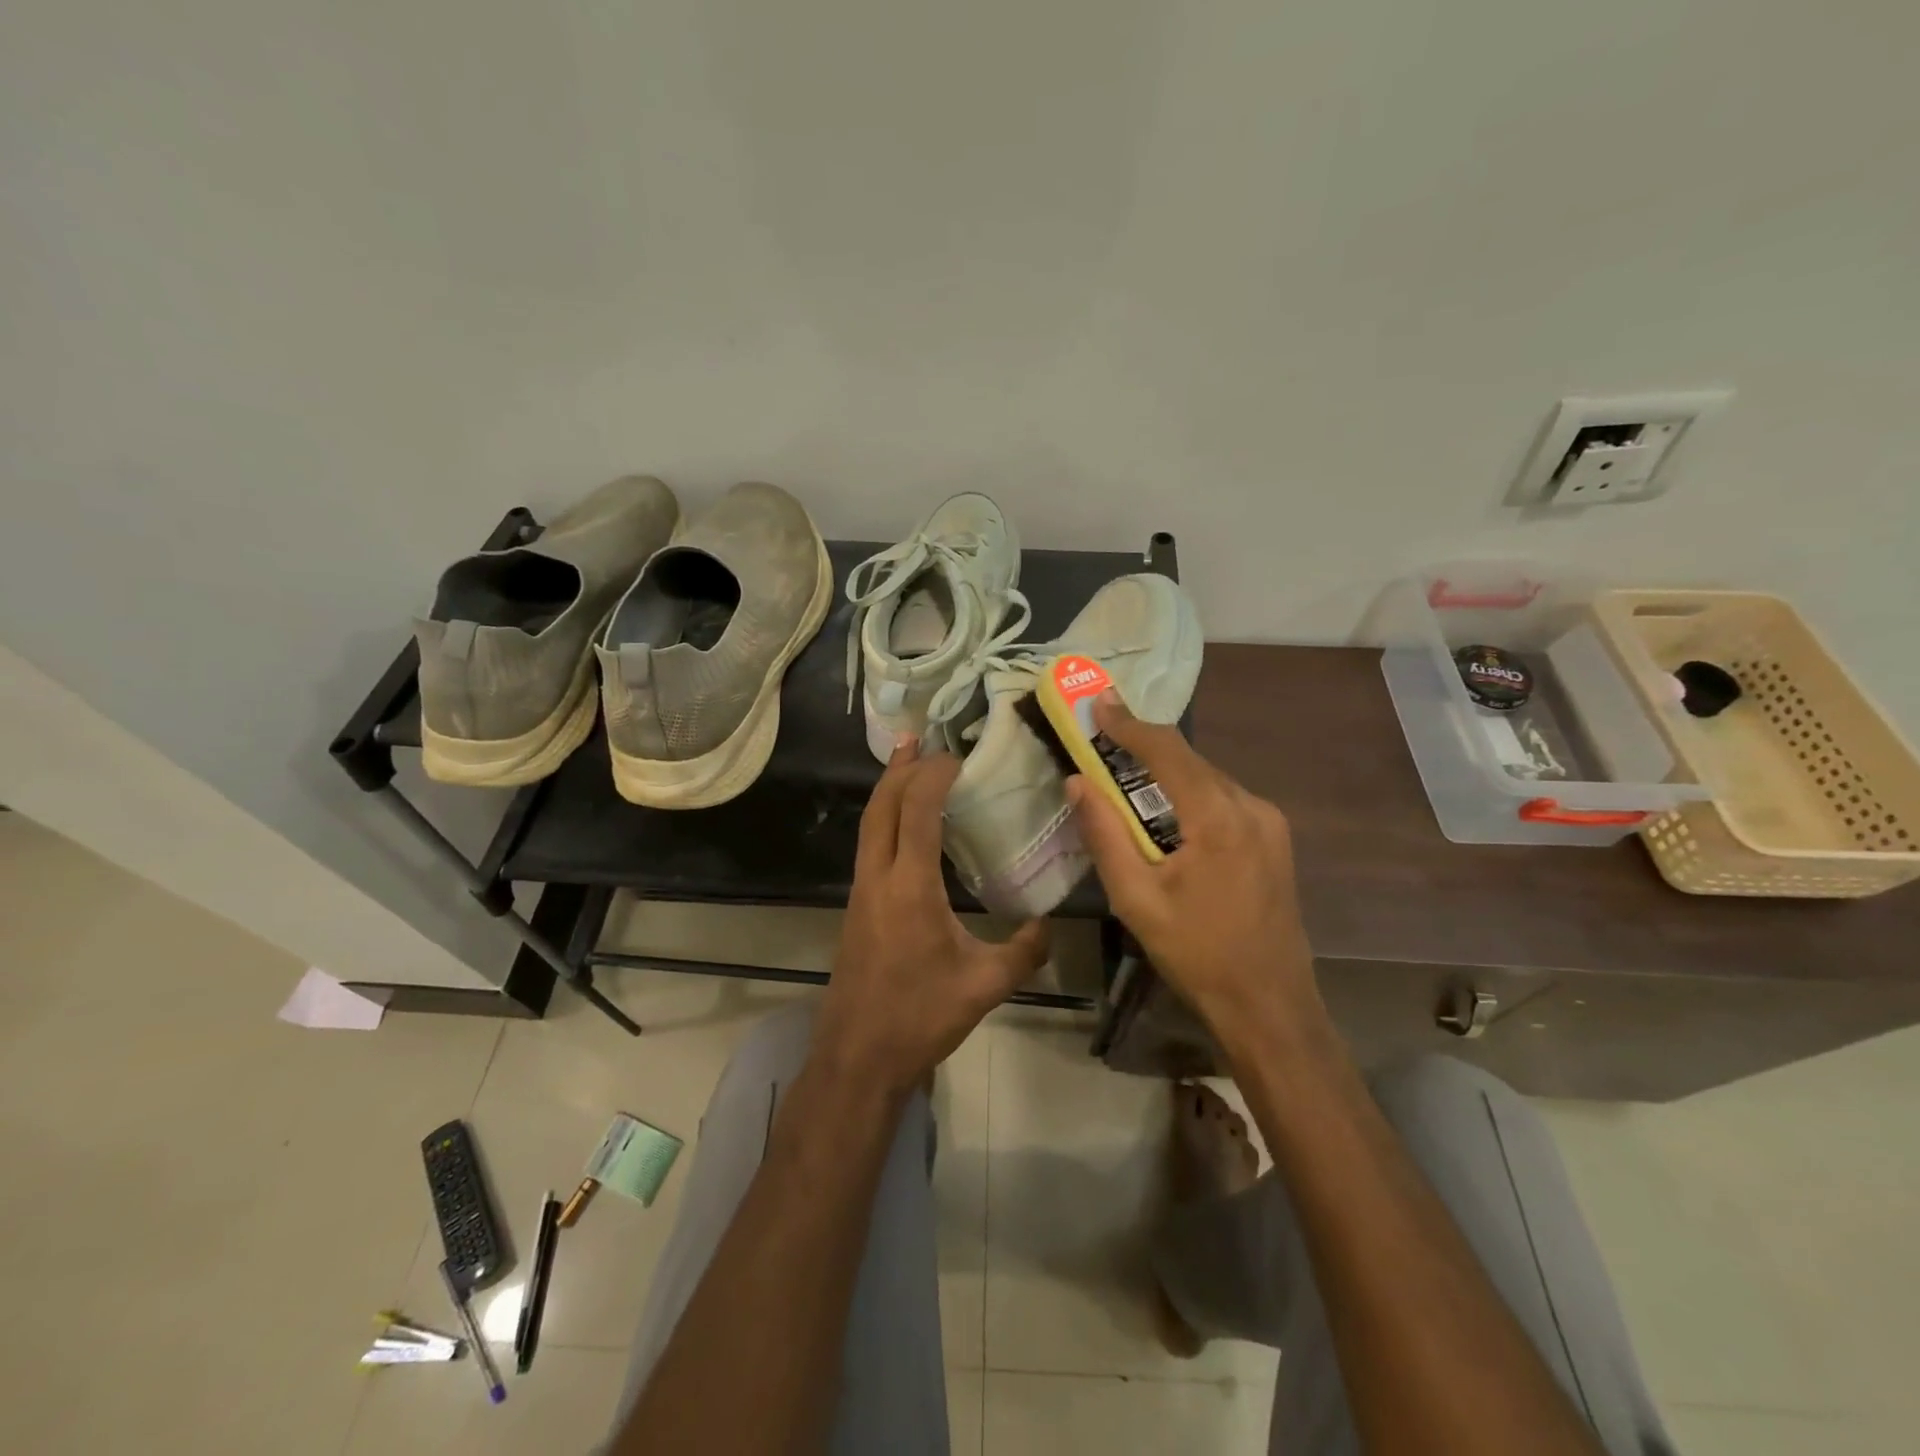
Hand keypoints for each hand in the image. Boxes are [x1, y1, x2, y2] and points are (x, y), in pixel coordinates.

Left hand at [817, 737, 1049, 1093]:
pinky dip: (884, 819)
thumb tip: (1050, 924)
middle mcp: (878, 878)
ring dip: (888, 790)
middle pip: (881, 806)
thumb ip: (1025, 951)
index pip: (916, 812)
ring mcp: (860, 892)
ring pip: (869, 824)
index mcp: (910, 887)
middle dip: (900, 768)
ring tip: (908, 766)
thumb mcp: (985, 985)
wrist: (857, 1056)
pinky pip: (869, 845)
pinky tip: (904, 827)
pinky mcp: (855, 907)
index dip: (933, 776)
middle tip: (920, 740)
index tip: (956, 756)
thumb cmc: (920, 1017)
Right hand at [1068, 693, 1321, 1050]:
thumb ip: (1104, 834)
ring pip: (1208, 779)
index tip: (1098, 705)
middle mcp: (1251, 807)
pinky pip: (1224, 800)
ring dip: (1167, 774)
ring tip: (1126, 780)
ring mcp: (1269, 822)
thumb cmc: (1196, 954)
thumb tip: (1078, 782)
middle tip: (1102, 741)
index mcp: (1218, 818)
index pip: (1167, 751)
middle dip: (1144, 747)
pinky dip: (1190, 796)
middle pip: (1189, 761)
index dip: (1129, 724)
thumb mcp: (1135, 899)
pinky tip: (1167, 818)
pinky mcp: (1275, 840)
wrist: (1270, 1005)